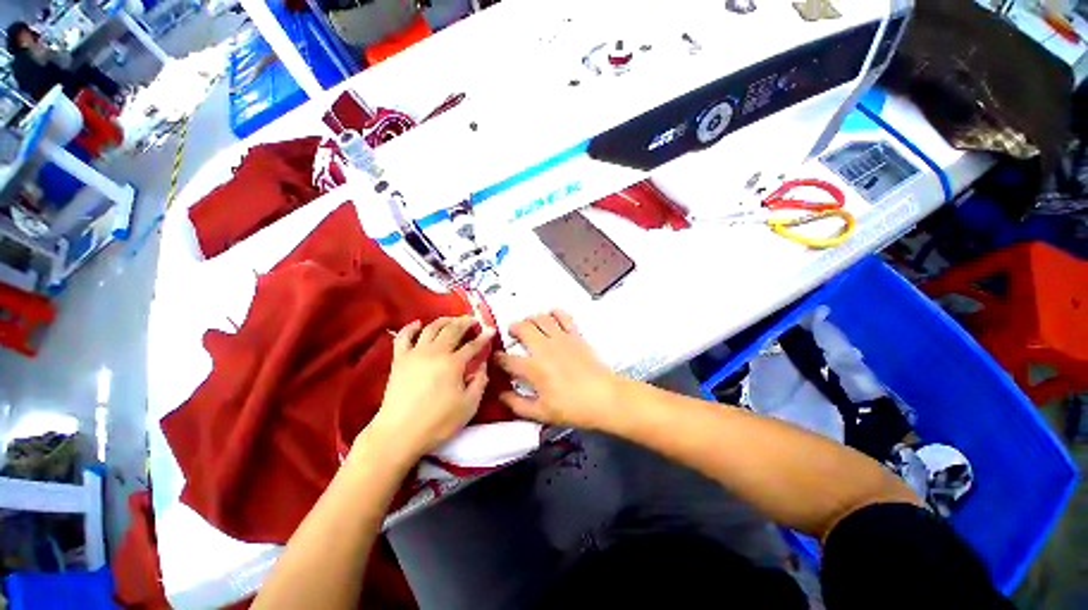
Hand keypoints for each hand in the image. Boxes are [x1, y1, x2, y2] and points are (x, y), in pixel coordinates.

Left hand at [368, 316, 493, 458]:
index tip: (491, 330)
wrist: (399, 434)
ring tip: (452, 320)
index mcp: (454, 363)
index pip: (473, 345)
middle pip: (452, 330)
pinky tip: (418, 323)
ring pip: (431, 328)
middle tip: (473, 321)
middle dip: (465, 322)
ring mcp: (415, 354)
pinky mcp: (399, 360)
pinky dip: (411, 327)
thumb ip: (480, 382)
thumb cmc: (438, 422)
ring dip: (444, 320)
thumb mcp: (469, 406)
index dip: (484, 337)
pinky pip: (404, 337)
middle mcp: (435, 352)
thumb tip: (482, 365)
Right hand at [494, 311, 624, 430]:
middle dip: (513, 328)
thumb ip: (517, 404)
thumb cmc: (572, 408)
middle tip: (512, 334)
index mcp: (533, 369)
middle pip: (522, 328)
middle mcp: (544, 348)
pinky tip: (551, 317)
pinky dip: (555, 313)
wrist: (604, 398)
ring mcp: (561, 338)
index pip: (507, 359)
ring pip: (540, 318)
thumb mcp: (541, 413)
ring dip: (531, 319)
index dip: (497, 358)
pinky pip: (563, 316)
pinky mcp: (575, 335)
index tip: (496, 358)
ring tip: (530, 326)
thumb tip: (500, 395)